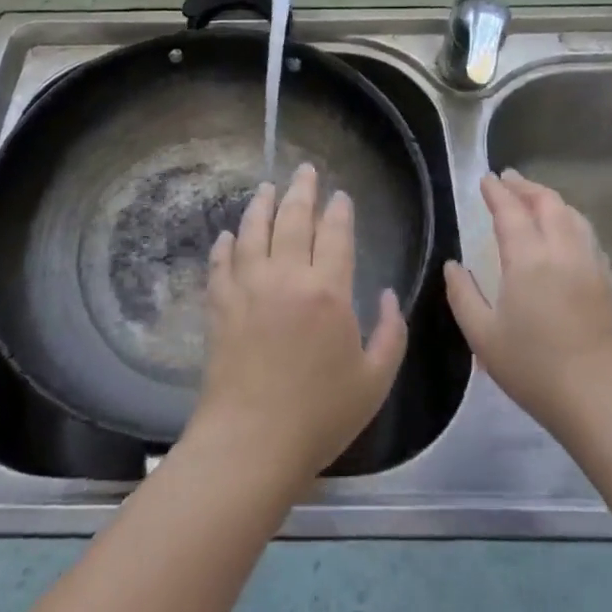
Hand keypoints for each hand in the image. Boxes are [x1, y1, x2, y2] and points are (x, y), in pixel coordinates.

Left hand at [186, 164, 408, 485]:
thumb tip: (390, 295)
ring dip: (261, 205)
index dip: (339, 210)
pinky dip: (225, 244)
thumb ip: (392, 333)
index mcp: (328, 291)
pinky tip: (228, 235)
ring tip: (267, 188)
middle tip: (305, 170)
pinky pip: (221, 263)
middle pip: (293, 219)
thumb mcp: (375, 380)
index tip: (340, 195)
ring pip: (253, 231)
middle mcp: (286, 277)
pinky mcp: (219, 305)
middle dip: (301, 190)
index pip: (335, 234)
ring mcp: (247, 287)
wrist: (251, 441)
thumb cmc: (320, 414)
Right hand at [445, 170, 611, 445]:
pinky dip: (571, 220)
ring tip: (534, 199)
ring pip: (573, 216)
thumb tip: (453, 265)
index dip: (497, 192)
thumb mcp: (483, 337)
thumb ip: (462, 295)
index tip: (485, 179)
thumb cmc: (535, 370)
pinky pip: (588, 235)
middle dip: (526, 187)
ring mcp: (592, 265)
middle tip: (508, 179)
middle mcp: (564, 252)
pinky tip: (565, 233)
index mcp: (529, 260)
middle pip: (548, 203)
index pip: (511, 212)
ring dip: (551, 200)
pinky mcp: (609, 283)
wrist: (604, 402)